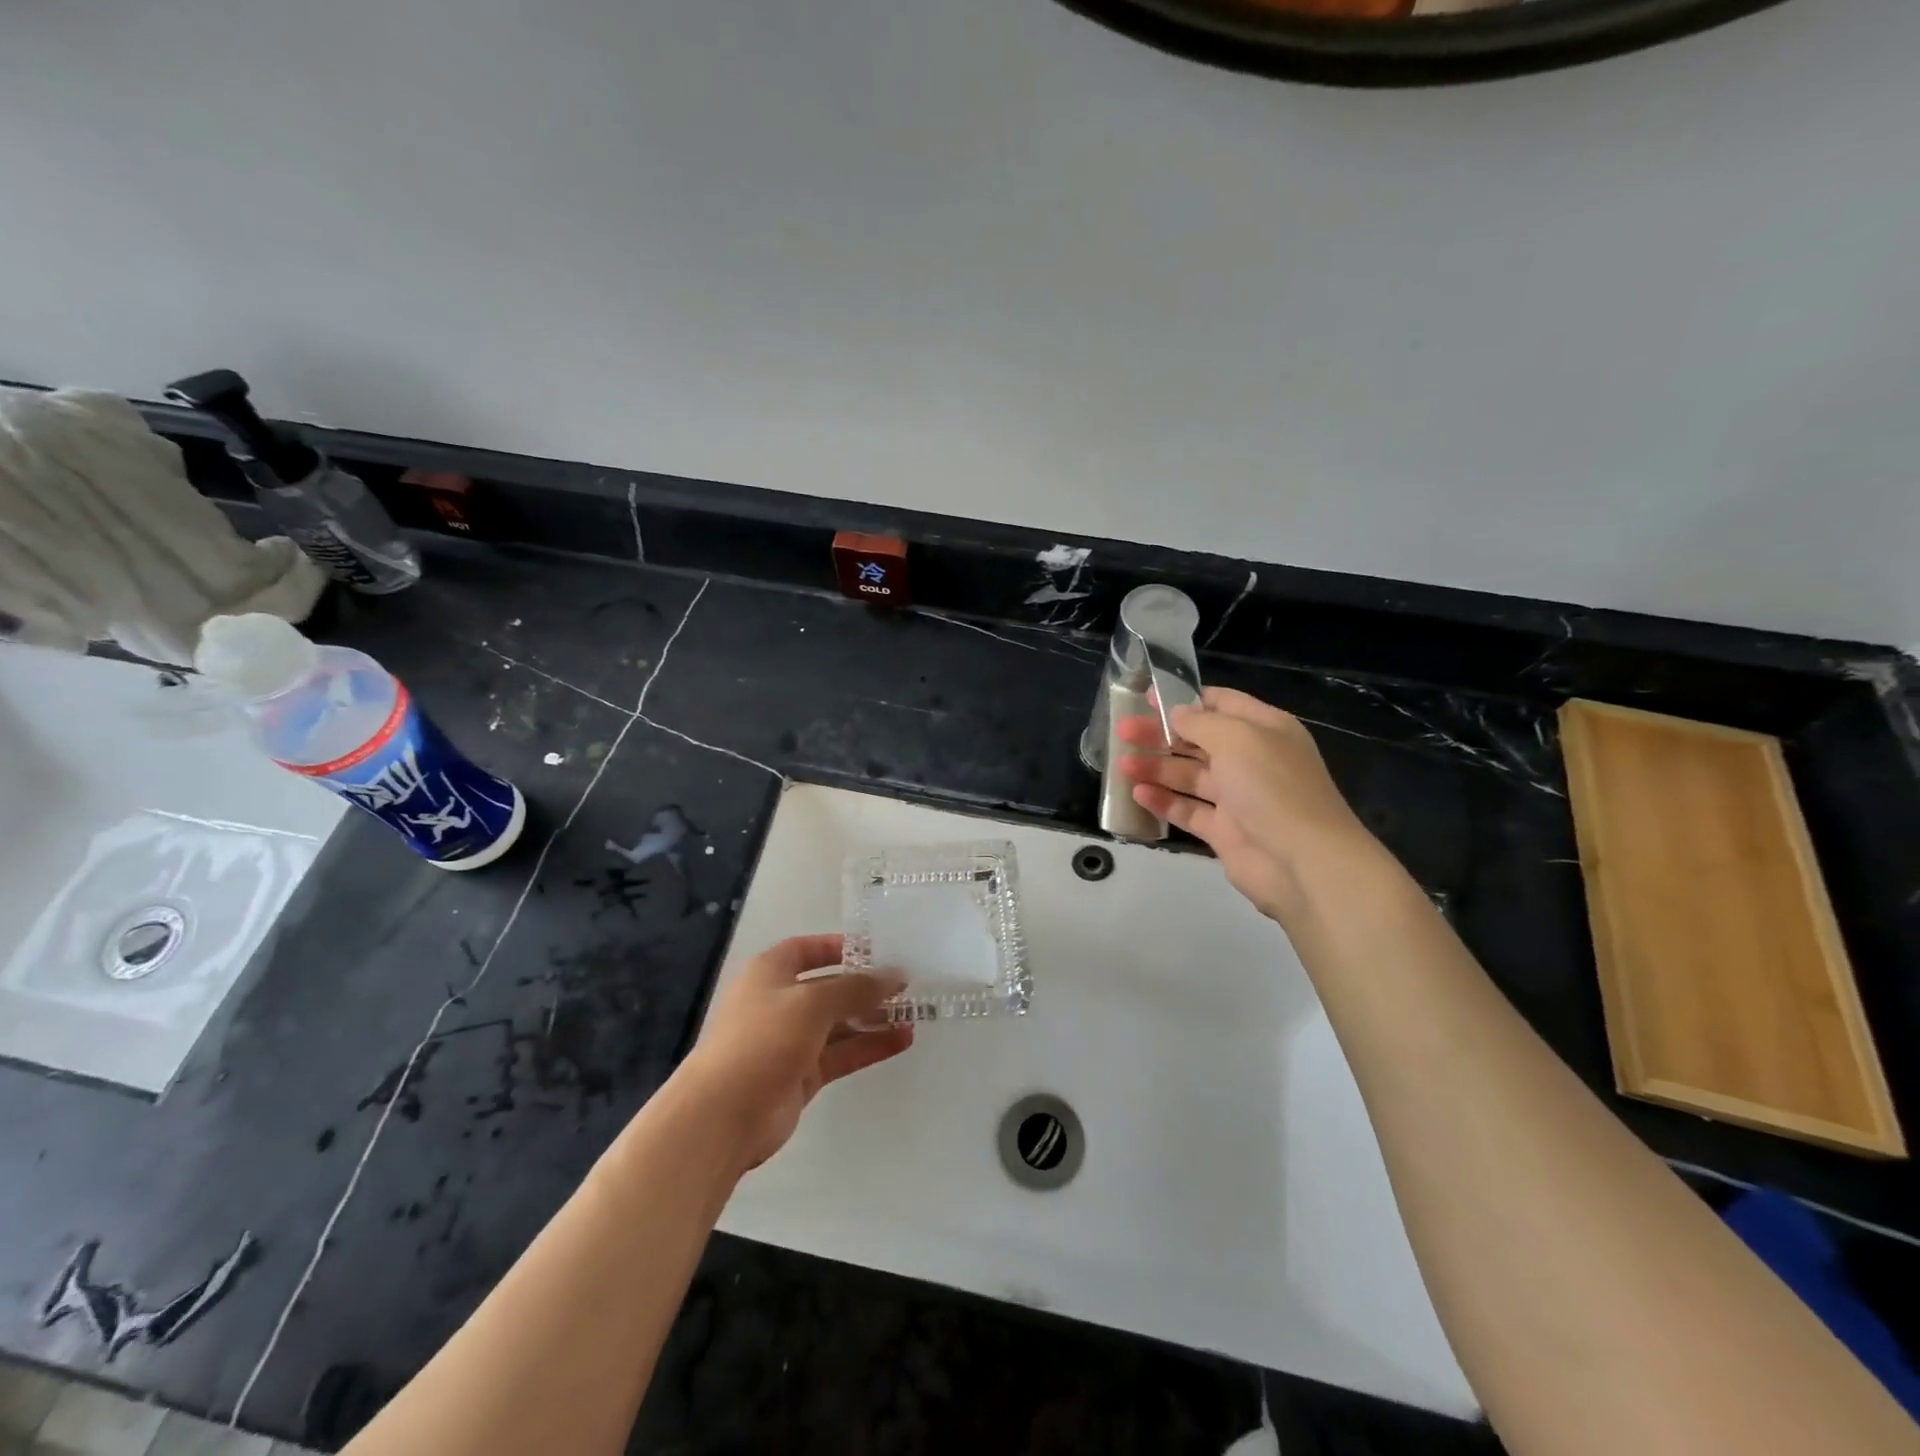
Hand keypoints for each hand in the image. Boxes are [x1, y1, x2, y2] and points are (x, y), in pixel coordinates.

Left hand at [680, 934, 912, 1171]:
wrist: (723, 1115)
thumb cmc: (763, 1040)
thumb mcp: (812, 1003)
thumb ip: (856, 988)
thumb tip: (895, 976)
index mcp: (771, 972)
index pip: (809, 949)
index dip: (840, 947)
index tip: (877, 951)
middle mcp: (780, 1001)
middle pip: (830, 987)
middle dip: (865, 987)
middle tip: (906, 986)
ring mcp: (791, 1040)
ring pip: (840, 1023)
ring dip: (873, 1018)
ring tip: (913, 1014)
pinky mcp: (802, 1075)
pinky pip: (842, 1053)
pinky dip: (869, 1046)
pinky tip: (902, 1040)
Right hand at [1118, 687, 1379, 922]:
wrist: (1304, 861)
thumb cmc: (1272, 787)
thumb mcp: (1236, 739)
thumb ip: (1200, 722)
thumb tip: (1176, 714)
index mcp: (1264, 729)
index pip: (1221, 703)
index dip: (1184, 699)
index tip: (1147, 699)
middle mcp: (1251, 760)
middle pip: (1198, 740)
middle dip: (1160, 734)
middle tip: (1123, 729)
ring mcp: (1238, 797)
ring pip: (1189, 776)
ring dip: (1156, 767)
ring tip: (1122, 764)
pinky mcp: (1225, 831)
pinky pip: (1188, 810)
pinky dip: (1163, 801)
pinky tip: (1138, 793)